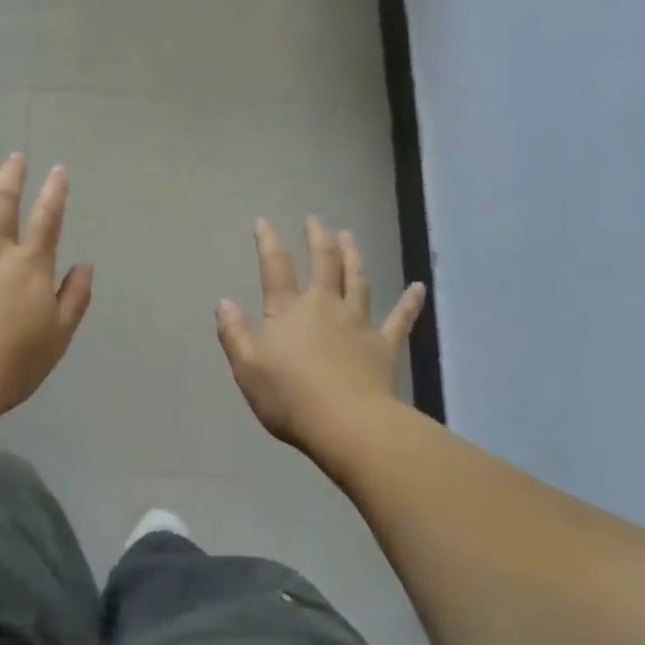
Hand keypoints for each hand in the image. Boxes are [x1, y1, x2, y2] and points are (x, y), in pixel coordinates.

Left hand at [0, 154, 94, 414]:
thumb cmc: (16, 361)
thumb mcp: (60, 334)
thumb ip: (74, 297)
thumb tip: (85, 266)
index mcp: (31, 267)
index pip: (47, 221)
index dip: (54, 193)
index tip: (57, 170)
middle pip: (4, 205)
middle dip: (12, 177)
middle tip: (15, 157)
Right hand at [216, 218, 425, 451]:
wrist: (346, 423)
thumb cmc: (288, 397)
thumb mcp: (246, 367)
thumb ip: (233, 333)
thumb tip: (224, 302)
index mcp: (287, 311)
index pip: (276, 268)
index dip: (268, 243)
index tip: (264, 222)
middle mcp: (324, 306)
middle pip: (323, 264)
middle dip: (317, 239)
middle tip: (315, 220)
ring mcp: (358, 323)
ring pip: (357, 280)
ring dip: (353, 256)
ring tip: (348, 236)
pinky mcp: (385, 345)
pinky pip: (400, 319)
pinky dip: (410, 302)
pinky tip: (419, 287)